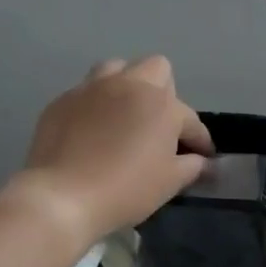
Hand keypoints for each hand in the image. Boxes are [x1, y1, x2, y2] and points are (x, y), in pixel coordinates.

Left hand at [13, 57, 212, 241]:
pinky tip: (94, 131)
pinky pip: (87, 91)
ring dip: (127, 86)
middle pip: (156, 69)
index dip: (200, 141)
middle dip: (165, 93)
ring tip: (125, 115)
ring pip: (117, 69)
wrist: (63, 197)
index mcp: (162, 105)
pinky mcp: (63, 100)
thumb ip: (193, 166)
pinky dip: (97, 105)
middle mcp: (129, 86)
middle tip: (161, 126)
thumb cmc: (127, 189)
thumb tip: (201, 161)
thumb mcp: (170, 182)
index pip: (191, 119)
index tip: (202, 158)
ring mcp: (92, 89)